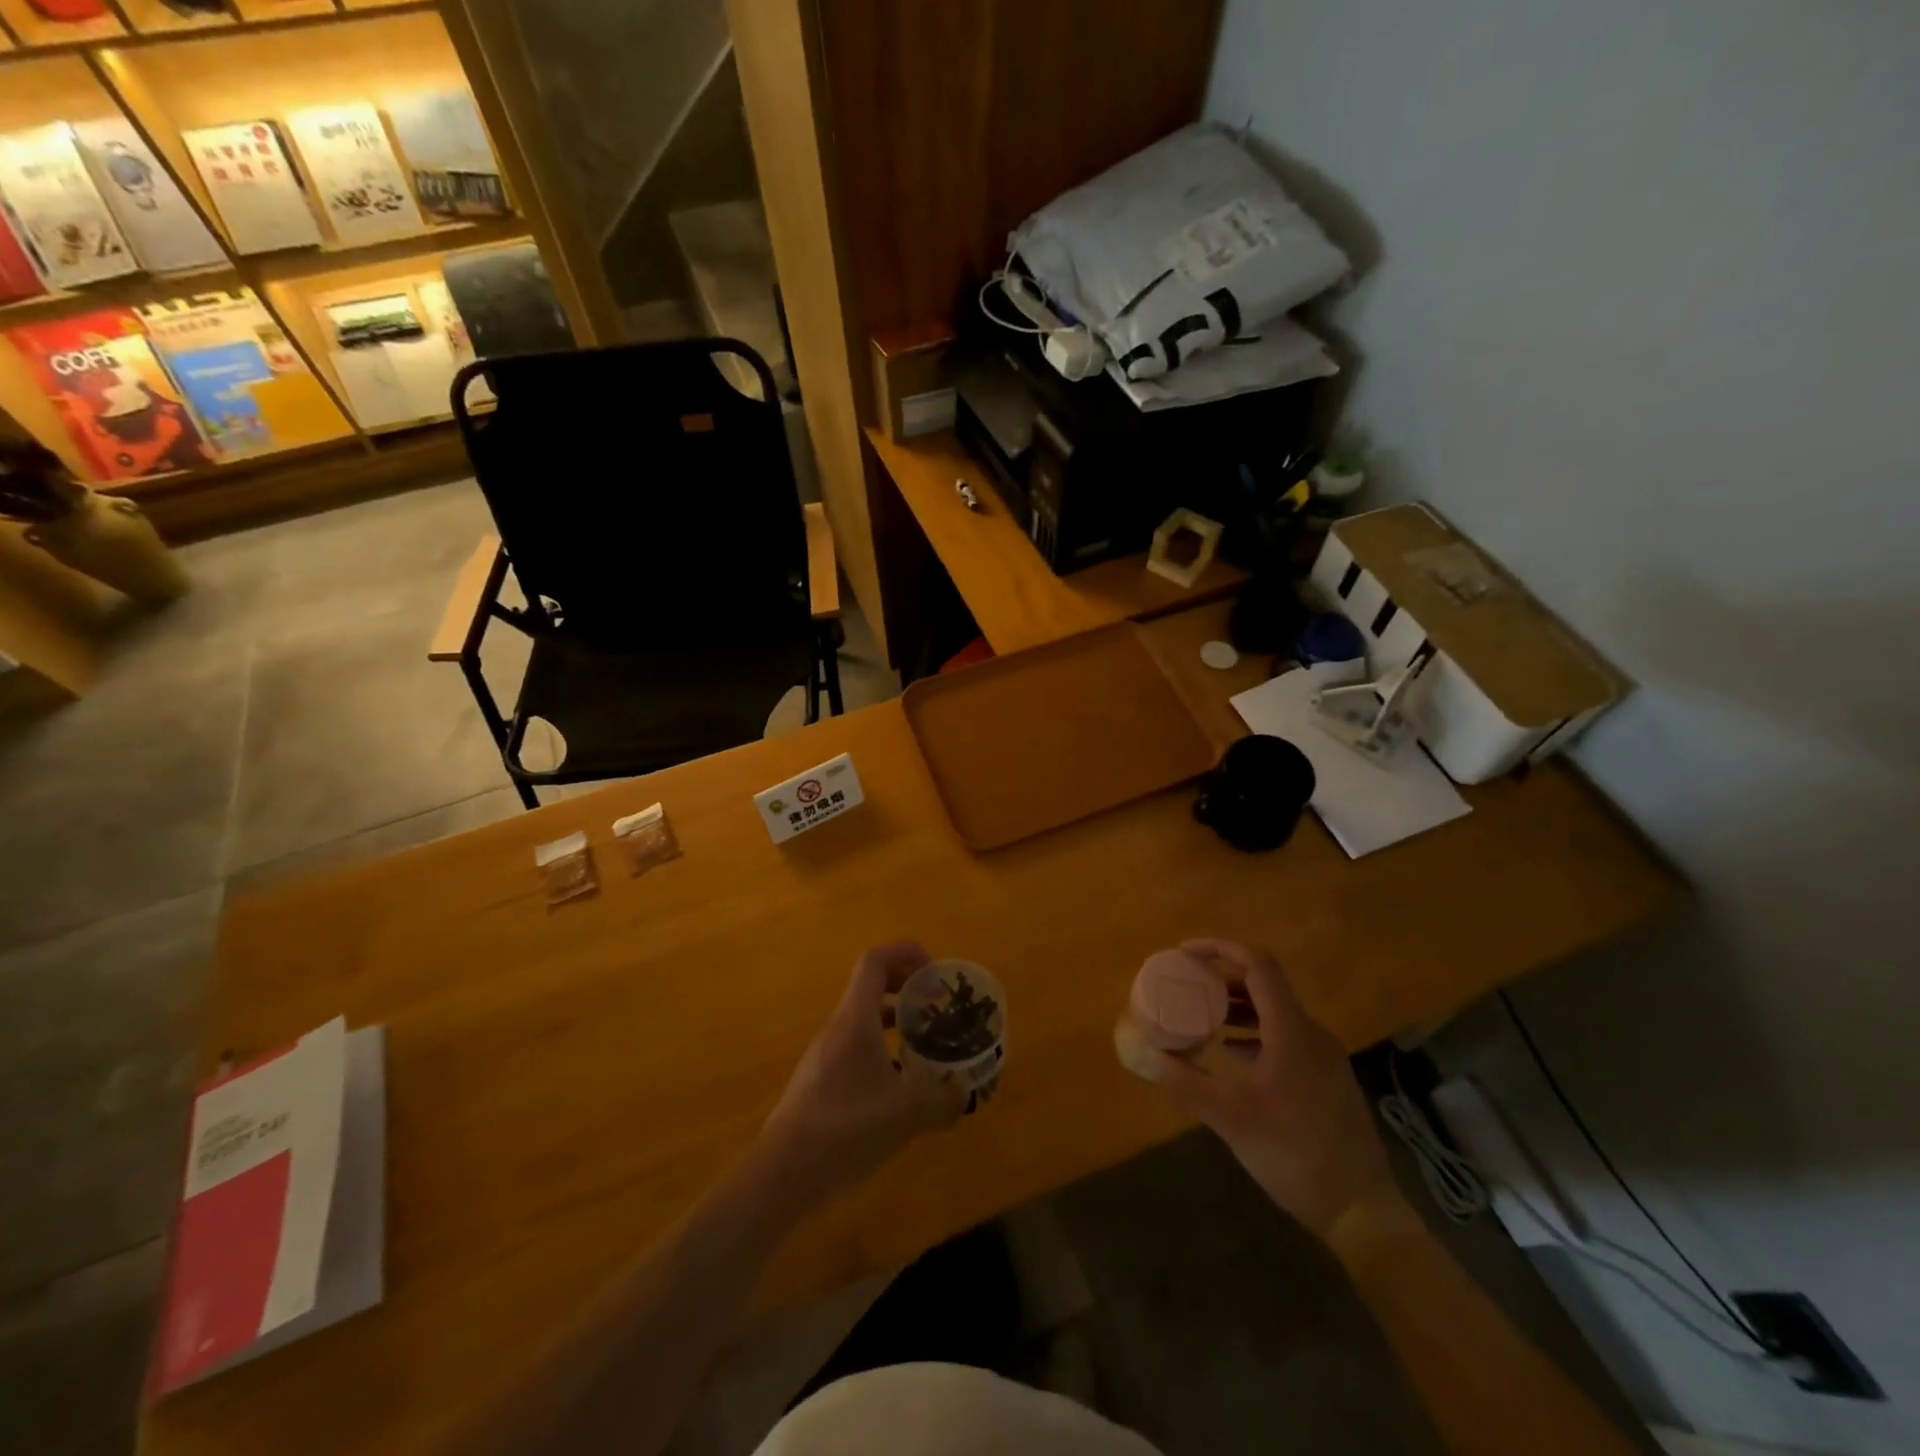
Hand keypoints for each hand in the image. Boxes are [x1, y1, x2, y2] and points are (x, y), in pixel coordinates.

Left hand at [756, 942, 967, 1208]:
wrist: (783, 1174)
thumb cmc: (845, 1129)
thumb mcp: (906, 1114)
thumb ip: (942, 1099)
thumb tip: (964, 1092)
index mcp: (855, 1020)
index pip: (875, 961)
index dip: (906, 954)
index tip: (935, 973)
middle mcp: (838, 1028)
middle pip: (870, 986)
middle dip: (906, 987)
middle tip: (936, 1006)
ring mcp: (825, 1055)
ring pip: (863, 1020)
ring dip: (895, 1021)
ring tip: (925, 1045)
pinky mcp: (820, 1082)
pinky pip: (856, 1048)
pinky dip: (881, 1052)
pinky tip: (899, 1088)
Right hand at [1144, 938, 1400, 1239]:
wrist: (1361, 1211)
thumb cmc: (1294, 1155)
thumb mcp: (1230, 1118)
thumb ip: (1183, 1082)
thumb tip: (1140, 1052)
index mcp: (1291, 1030)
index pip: (1258, 965)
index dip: (1220, 948)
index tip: (1185, 953)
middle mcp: (1311, 1033)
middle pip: (1265, 984)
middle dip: (1222, 977)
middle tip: (1186, 984)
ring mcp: (1323, 1056)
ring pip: (1275, 1011)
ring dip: (1237, 1005)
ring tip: (1202, 1015)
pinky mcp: (1325, 1079)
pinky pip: (1285, 1036)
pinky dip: (1254, 1031)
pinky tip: (1232, 1053)